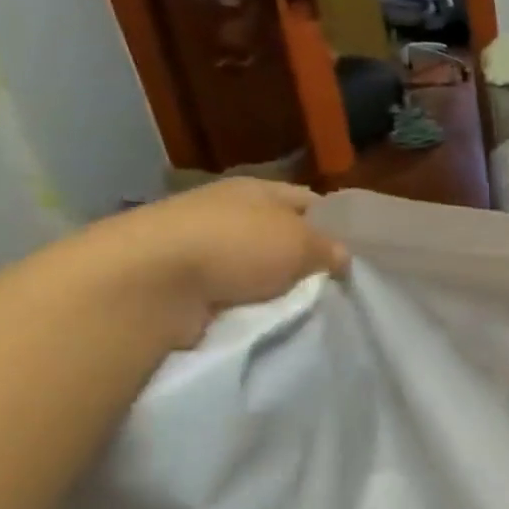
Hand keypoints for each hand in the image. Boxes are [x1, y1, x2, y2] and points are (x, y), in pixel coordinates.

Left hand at [72, 179, 348, 346]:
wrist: (150, 283)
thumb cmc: (235, 246)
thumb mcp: (301, 241)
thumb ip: (329, 249)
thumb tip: (340, 258)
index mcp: (257, 188)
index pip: (310, 201)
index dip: (336, 225)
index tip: (357, 256)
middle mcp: (229, 212)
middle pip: (284, 237)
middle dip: (307, 262)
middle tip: (338, 289)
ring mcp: (204, 248)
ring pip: (260, 268)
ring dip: (278, 287)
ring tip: (307, 310)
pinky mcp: (185, 283)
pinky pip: (235, 294)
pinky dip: (250, 306)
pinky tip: (269, 320)